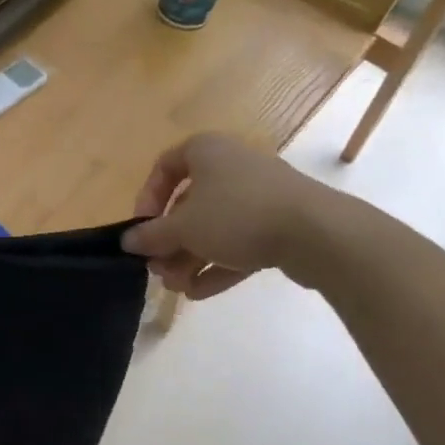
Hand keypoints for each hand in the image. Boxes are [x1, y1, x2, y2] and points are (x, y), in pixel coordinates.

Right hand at [121, 133, 329, 299]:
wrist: (317, 232)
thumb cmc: (237, 215)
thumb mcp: (183, 227)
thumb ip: (152, 235)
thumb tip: (127, 241)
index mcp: (206, 151)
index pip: (165, 166)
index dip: (147, 198)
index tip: (142, 228)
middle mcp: (232, 166)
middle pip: (189, 204)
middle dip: (170, 241)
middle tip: (158, 269)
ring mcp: (259, 196)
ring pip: (214, 227)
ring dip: (190, 258)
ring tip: (177, 287)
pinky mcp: (280, 224)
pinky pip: (240, 243)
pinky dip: (218, 264)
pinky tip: (199, 293)